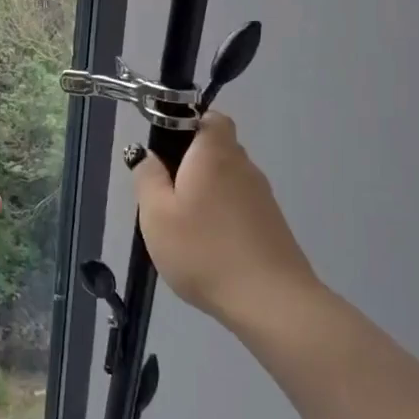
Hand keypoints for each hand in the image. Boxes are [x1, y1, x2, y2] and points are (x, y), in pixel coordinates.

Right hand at [129, 113, 318, 333]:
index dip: (187, 124)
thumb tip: (147, 155)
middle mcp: (243, 167)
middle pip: (217, 149)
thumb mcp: (156, 213)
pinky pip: (238, 205)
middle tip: (163, 194)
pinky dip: (221, 215)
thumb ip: (147, 177)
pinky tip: (206, 245)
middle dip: (190, 163)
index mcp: (214, 154)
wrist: (270, 301)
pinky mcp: (272, 225)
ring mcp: (262, 197)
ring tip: (182, 226)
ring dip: (205, 192)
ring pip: (227, 180)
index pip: (210, 117)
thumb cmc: (203, 250)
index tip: (164, 150)